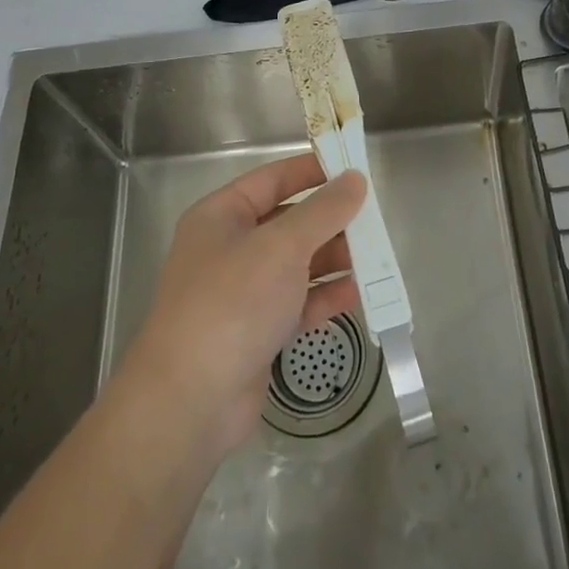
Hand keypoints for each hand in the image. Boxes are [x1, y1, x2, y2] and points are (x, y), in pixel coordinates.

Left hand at [121, 155, 364, 456]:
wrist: (191, 401)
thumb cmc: (233, 302)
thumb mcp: (282, 246)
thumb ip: (323, 211)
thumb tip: (355, 179)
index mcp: (221, 216)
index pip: (272, 179)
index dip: (311, 170)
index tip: (353, 167)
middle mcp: (229, 248)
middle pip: (288, 222)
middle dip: (330, 220)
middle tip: (374, 218)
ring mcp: (242, 292)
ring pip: (297, 264)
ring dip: (334, 259)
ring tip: (377, 257)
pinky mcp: (257, 331)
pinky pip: (298, 302)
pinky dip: (326, 297)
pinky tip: (360, 294)